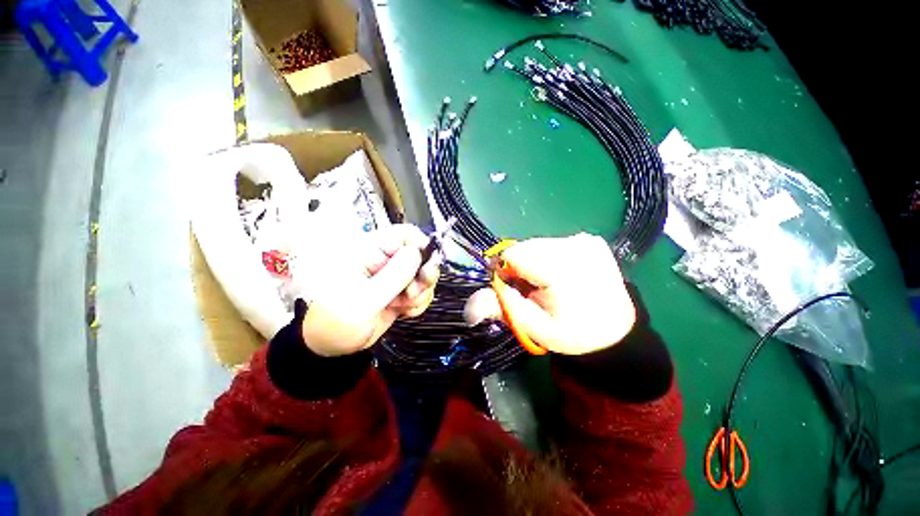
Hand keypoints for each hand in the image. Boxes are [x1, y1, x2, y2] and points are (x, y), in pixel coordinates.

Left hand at [301, 224, 440, 356]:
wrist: (326, 344)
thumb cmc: (332, 321)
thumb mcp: (363, 301)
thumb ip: (392, 276)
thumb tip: (416, 253)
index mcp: (369, 251)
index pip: (406, 235)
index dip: (422, 249)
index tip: (426, 270)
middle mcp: (383, 260)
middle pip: (420, 256)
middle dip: (423, 277)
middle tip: (412, 294)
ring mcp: (391, 276)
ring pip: (422, 275)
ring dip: (420, 293)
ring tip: (402, 306)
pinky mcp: (397, 290)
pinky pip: (420, 291)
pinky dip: (417, 302)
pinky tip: (404, 311)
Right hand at [464, 233, 634, 354]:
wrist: (615, 331)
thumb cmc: (572, 333)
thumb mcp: (533, 327)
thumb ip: (502, 309)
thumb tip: (469, 307)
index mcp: (560, 269)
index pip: (512, 254)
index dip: (507, 272)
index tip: (517, 289)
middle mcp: (574, 246)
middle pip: (525, 247)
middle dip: (522, 267)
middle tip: (536, 289)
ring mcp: (586, 241)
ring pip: (538, 244)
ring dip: (536, 262)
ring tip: (551, 283)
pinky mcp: (591, 240)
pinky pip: (555, 243)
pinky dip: (552, 258)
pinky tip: (564, 274)